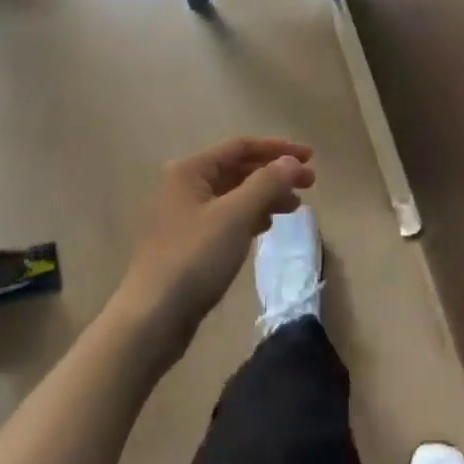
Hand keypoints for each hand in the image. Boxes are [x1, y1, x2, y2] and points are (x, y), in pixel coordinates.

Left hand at [112, 137, 315, 361]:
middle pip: (239, 168)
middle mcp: (186, 185)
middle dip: (275, 173)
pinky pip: (228, 217)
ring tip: (295, 208)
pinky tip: (267, 226)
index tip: (309, 157)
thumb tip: (291, 161)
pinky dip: (251, 215)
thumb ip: (266, 183)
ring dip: (266, 195)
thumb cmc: (194, 258)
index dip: (278, 149)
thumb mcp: (235, 216)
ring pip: (235, 194)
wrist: (153, 317)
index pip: (242, 146)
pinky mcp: (191, 241)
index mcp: (191, 170)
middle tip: (310, 183)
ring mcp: (187, 215)